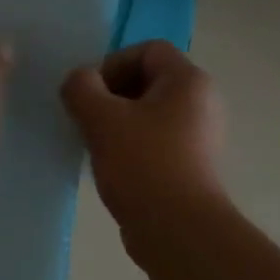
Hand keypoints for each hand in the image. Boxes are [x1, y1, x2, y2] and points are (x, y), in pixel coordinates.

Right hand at [62, 41, 225, 229]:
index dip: (112, 64)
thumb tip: (79, 81)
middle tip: (86, 119)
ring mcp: (199, 136)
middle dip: (110, 96)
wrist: (176, 229)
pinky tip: (111, 167)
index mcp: (188, 81)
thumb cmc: (142, 164)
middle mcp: (201, 102)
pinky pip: (154, 141)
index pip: (147, 50)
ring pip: (148, 114)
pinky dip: (129, 147)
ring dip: (116, 123)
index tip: (89, 94)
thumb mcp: (101, 119)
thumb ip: (81, 88)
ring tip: (94, 145)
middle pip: (147, 81)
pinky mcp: (190, 165)